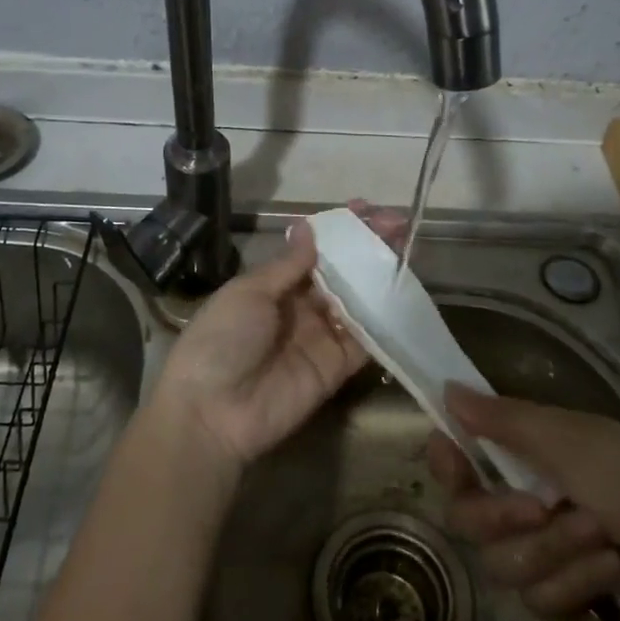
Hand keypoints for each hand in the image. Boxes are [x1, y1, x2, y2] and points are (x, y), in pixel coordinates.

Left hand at [156, 205, 405, 469]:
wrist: (212, 412)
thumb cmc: (222, 339)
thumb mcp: (249, 292)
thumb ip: (287, 265)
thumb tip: (309, 227)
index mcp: (273, 286)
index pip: (313, 251)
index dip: (338, 232)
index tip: (364, 208)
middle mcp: (300, 308)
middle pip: (340, 273)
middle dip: (366, 249)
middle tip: (396, 224)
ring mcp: (321, 337)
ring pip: (358, 301)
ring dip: (380, 277)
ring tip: (406, 250)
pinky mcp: (337, 367)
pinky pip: (365, 340)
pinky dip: (384, 320)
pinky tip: (403, 294)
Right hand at [428, 384, 619, 620]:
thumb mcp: (571, 440)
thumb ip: (505, 420)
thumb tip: (447, 388)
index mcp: (523, 457)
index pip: (459, 458)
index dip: (447, 460)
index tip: (453, 457)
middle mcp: (521, 502)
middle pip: (467, 518)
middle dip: (504, 517)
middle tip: (541, 507)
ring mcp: (539, 554)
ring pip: (502, 564)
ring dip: (556, 550)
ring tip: (603, 537)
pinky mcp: (560, 599)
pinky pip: (538, 600)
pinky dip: (580, 582)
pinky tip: (615, 571)